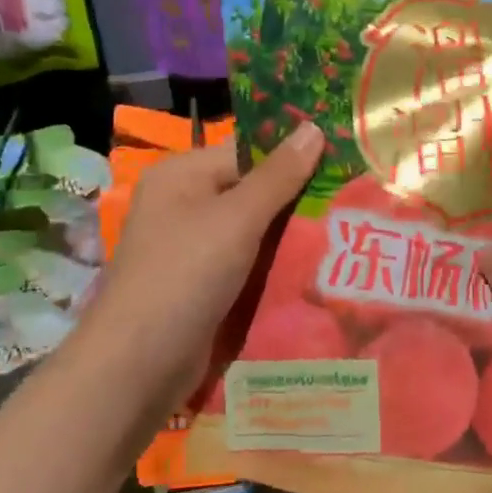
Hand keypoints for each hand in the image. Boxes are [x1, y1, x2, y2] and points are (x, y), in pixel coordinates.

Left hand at [80, 123, 324, 414]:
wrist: (139, 366)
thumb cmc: (186, 275)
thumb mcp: (237, 218)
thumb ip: (279, 175)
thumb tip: (314, 127)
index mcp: (182, 175)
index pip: (248, 153)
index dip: (294, 158)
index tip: (344, 166)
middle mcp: (184, 205)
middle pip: (252, 192)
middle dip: (298, 201)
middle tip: (353, 203)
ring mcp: (192, 248)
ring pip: (254, 232)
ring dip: (291, 237)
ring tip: (346, 235)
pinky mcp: (202, 285)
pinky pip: (247, 264)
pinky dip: (275, 266)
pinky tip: (316, 269)